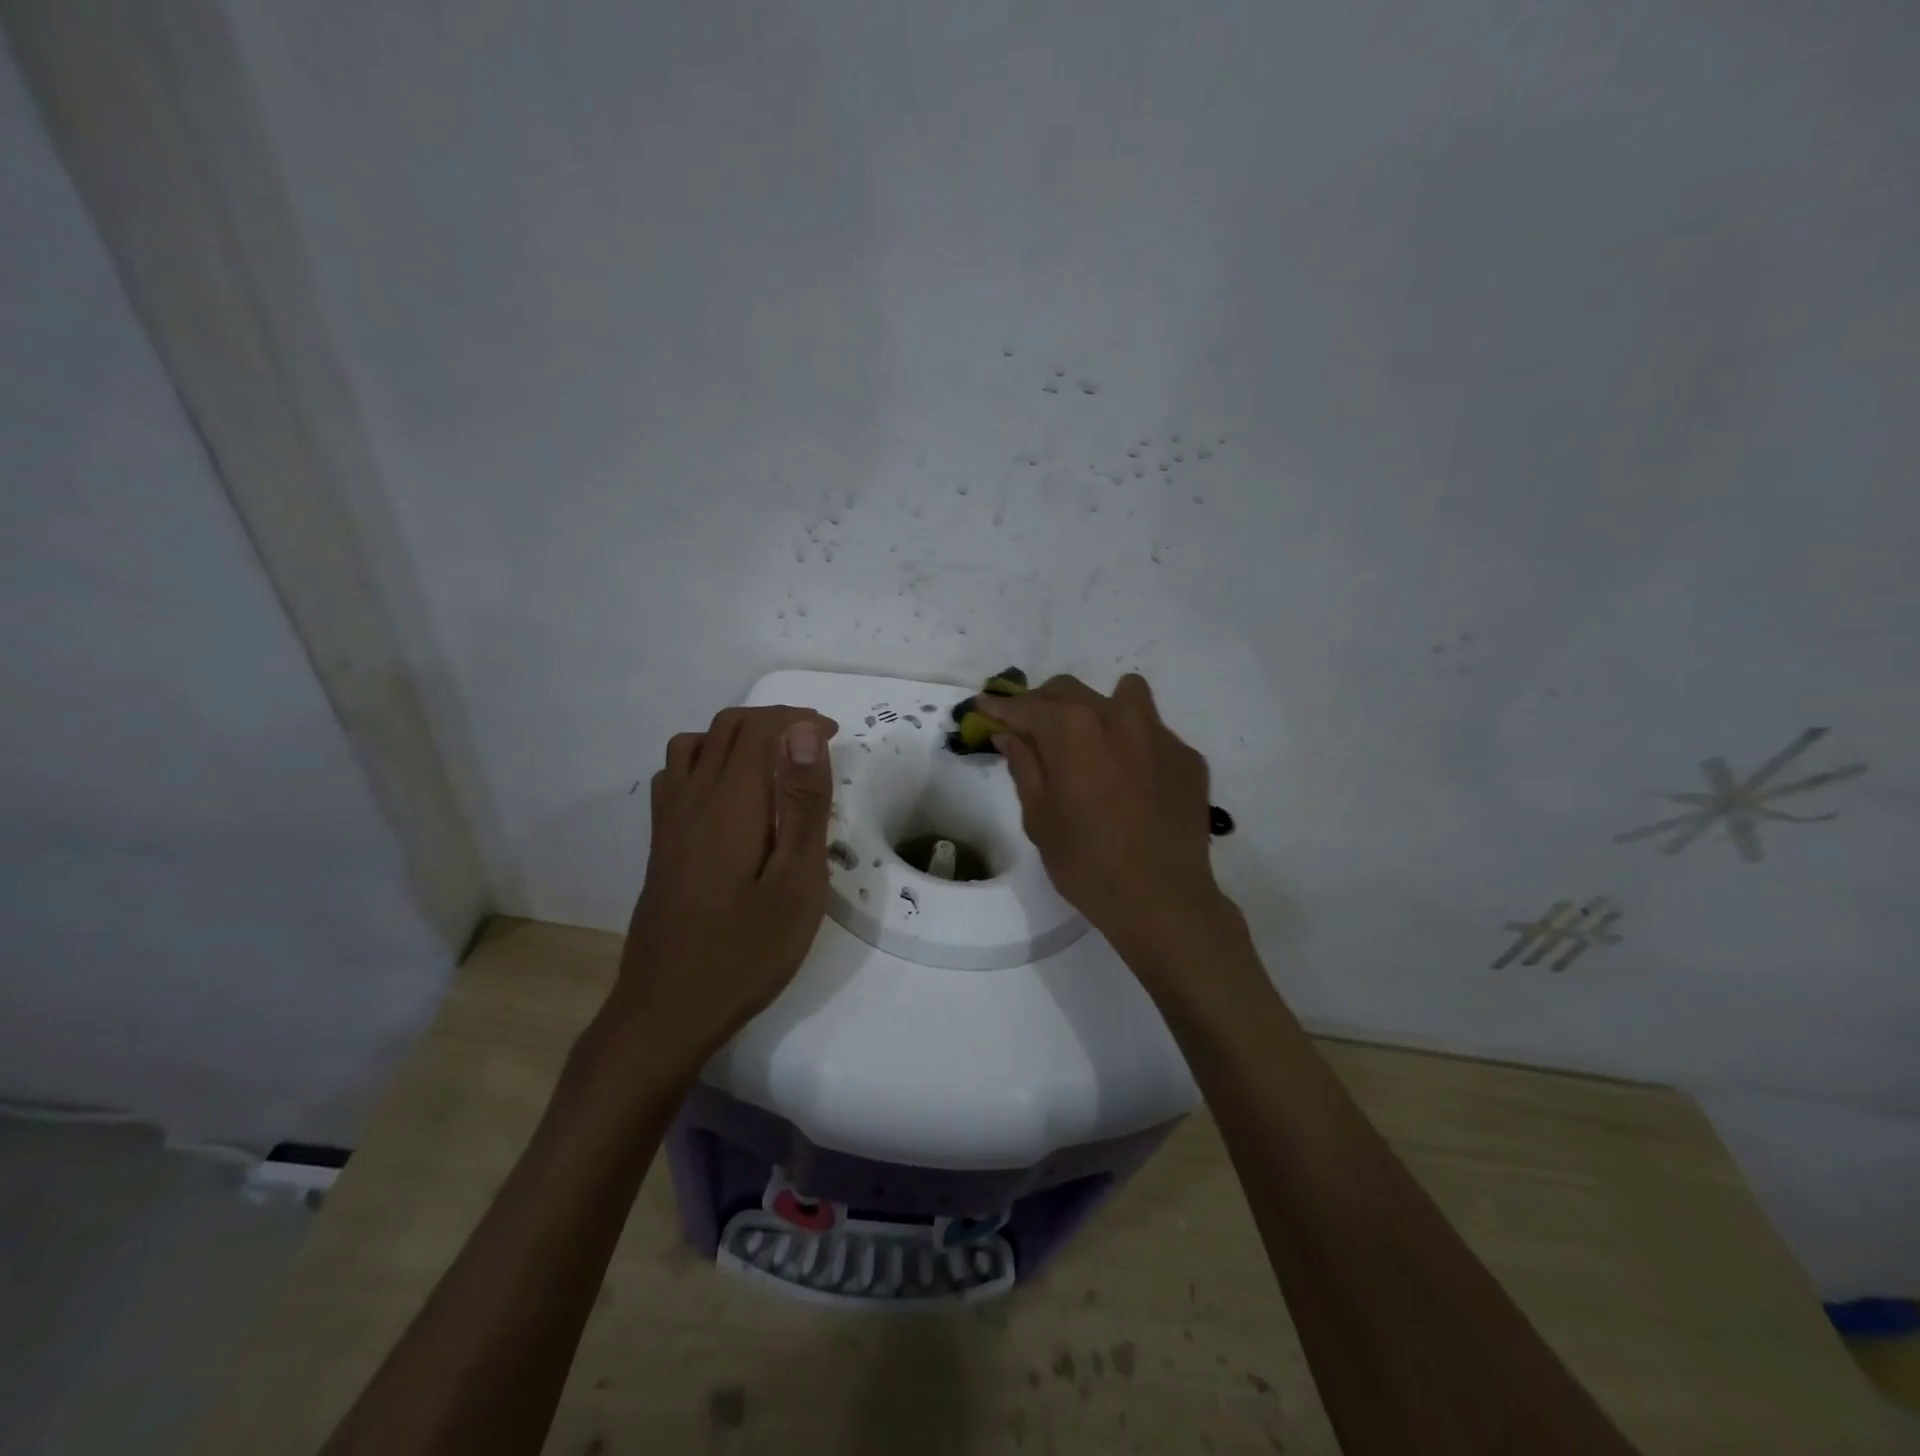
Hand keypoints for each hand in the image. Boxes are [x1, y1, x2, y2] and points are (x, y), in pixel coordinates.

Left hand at [611, 705, 838, 1062]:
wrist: (667, 1011)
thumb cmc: (746, 951)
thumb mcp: (795, 882)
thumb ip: (802, 805)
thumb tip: (804, 732)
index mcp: (730, 802)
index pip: (759, 730)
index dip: (799, 720)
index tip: (837, 735)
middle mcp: (692, 798)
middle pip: (726, 728)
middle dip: (774, 721)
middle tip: (817, 743)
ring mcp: (669, 821)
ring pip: (695, 745)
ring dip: (738, 736)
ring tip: (775, 761)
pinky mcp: (661, 844)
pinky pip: (676, 775)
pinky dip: (706, 760)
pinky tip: (729, 795)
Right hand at [988, 674, 1235, 967]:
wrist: (1162, 900)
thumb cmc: (1086, 863)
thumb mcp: (1039, 817)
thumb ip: (1024, 765)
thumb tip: (1010, 734)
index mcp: (1072, 729)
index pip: (1026, 706)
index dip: (1000, 707)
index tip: (983, 708)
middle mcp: (1117, 716)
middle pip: (1069, 691)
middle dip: (1043, 705)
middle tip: (1031, 732)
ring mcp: (1159, 734)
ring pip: (1123, 696)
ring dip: (1098, 710)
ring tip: (1092, 743)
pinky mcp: (1187, 757)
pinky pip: (1153, 733)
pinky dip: (1134, 745)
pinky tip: (1132, 782)